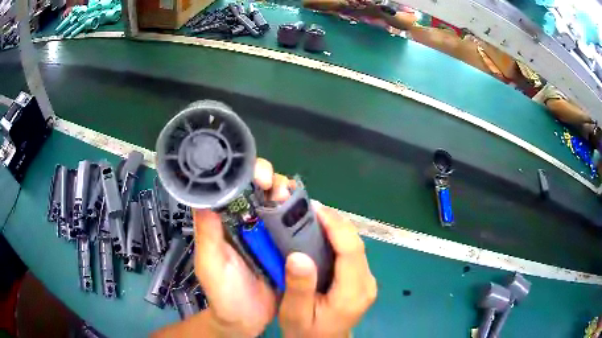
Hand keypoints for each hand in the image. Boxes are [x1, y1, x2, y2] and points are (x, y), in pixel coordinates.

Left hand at [190, 158, 291, 336]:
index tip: (259, 176)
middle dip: (274, 182)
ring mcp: (271, 234)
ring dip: (290, 197)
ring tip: (293, 202)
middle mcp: (250, 222)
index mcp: (228, 222)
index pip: (236, 187)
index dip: (247, 174)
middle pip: (263, 190)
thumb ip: (207, 235)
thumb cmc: (223, 294)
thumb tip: (203, 197)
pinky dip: (303, 217)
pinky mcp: (288, 247)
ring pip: (282, 204)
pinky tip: (309, 216)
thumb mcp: (210, 265)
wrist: (246, 321)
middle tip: (279, 191)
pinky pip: (297, 226)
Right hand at [278, 202, 377, 336]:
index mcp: (353, 292)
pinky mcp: (362, 280)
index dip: (336, 225)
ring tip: (311, 217)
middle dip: (335, 222)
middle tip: (308, 209)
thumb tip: (298, 255)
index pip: (351, 250)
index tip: (314, 209)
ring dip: (336, 228)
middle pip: (356, 243)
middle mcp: (367, 283)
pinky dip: (337, 239)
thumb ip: (299, 287)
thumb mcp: (296, 314)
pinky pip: (352, 253)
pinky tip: (320, 234)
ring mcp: (367, 281)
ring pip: (355, 245)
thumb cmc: (308, 332)